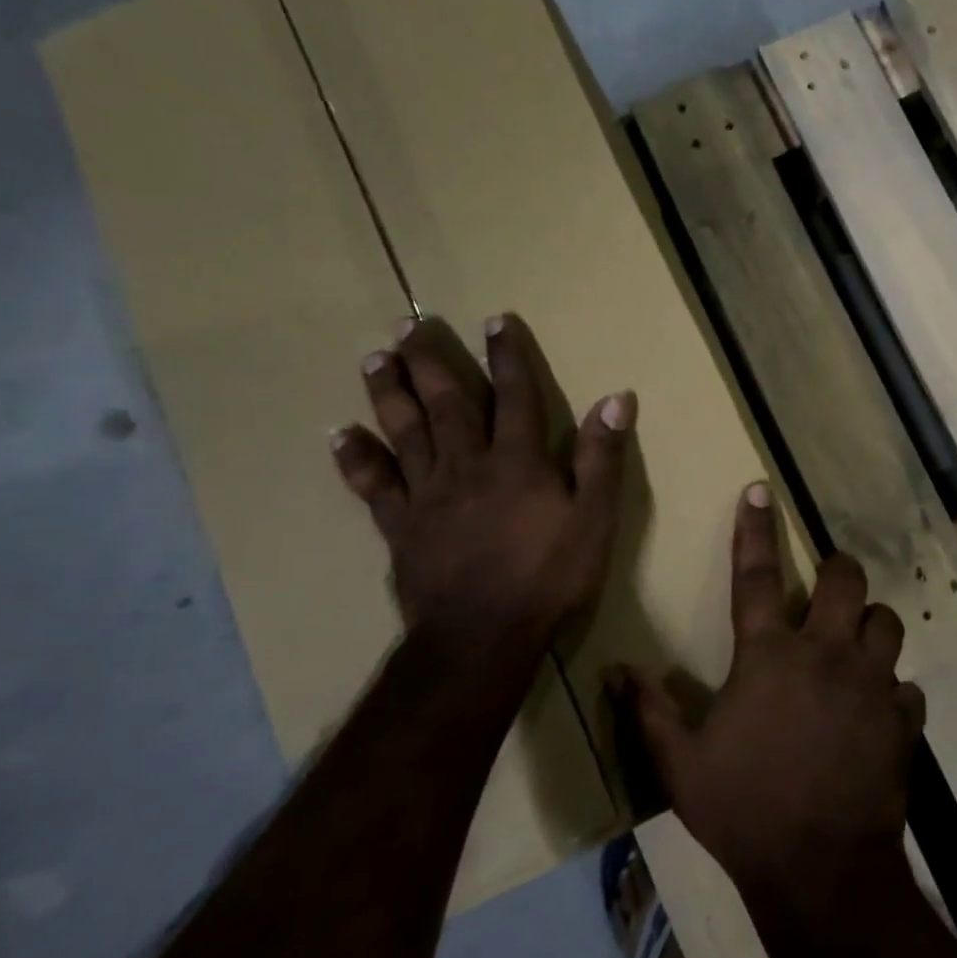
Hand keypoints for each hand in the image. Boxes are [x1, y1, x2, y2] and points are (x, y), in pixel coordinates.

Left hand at [332, 315, 634, 662]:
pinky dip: (355, 459)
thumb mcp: (595, 518)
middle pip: (447, 404)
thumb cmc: (549, 576)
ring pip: (404, 433)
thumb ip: (602, 457)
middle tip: (411, 326)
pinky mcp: (400, 526)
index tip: (495, 320)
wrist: (483, 637)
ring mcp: (427, 495)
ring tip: (375, 359)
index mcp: (517, 461)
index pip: (515, 395)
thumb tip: (617, 398)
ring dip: (389, 393)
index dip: (507, 355)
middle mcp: (467, 465)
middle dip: (432, 361)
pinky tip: (339, 436)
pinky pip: (373, 486)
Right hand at [613, 485, 925, 913]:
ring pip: (888, 623)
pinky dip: (893, 693)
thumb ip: (649, 712)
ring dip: (873, 628)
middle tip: (829, 588)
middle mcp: (826, 654)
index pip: (754, 576)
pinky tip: (878, 714)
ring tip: (857, 648)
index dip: (755, 529)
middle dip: (839, 572)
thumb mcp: (682, 767)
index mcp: (769, 657)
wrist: (821, 871)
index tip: (762, 489)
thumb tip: (614, 670)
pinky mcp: (903, 717)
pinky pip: (906, 687)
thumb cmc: (745, 812)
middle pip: (846, 581)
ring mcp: (872, 683)